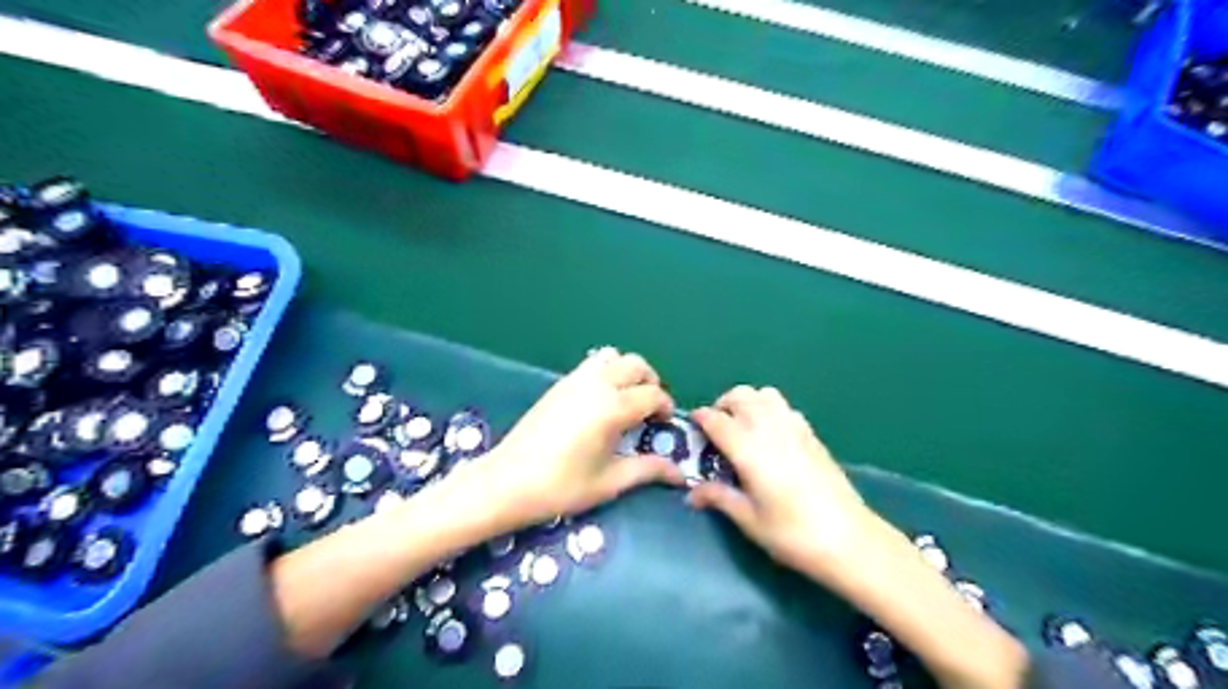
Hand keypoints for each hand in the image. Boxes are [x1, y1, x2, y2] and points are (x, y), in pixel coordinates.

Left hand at [479, 348, 689, 528]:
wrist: (507, 482)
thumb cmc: (561, 486)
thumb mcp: (609, 482)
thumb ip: (647, 470)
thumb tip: (679, 473)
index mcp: (613, 407)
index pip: (653, 394)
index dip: (665, 407)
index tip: (665, 424)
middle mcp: (597, 384)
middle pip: (636, 365)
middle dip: (651, 382)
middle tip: (650, 409)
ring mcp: (575, 380)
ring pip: (613, 357)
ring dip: (628, 372)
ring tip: (627, 399)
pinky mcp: (559, 384)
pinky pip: (592, 364)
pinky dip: (607, 371)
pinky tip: (601, 401)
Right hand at [688, 388, 867, 576]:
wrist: (849, 539)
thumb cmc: (792, 533)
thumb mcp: (748, 519)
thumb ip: (719, 497)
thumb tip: (692, 493)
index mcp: (748, 448)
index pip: (715, 419)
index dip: (700, 419)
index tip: (692, 428)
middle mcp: (768, 428)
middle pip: (739, 396)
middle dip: (722, 406)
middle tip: (716, 430)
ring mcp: (793, 426)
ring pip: (763, 394)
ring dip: (747, 402)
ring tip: (743, 427)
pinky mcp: (811, 433)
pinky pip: (784, 406)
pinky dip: (769, 409)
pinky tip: (771, 435)